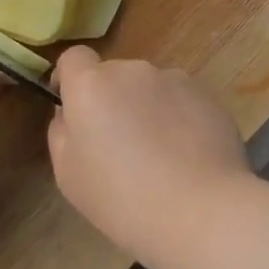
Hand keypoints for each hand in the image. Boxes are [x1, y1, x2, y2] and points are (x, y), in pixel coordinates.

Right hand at [47, 46, 254, 263]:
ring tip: (160, 155)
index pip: (74, 57)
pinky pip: (180, 99)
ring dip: (147, 108)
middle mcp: (132, 70)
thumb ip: (61, 132)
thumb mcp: (68, 175)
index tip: (73, 107)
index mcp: (91, 85)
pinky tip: (187, 155)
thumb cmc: (122, 199)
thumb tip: (70, 113)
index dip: (70, 79)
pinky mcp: (206, 94)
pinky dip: (178, 118)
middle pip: (114, 76)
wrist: (200, 211)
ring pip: (149, 88)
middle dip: (112, 101)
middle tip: (120, 146)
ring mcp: (173, 78)